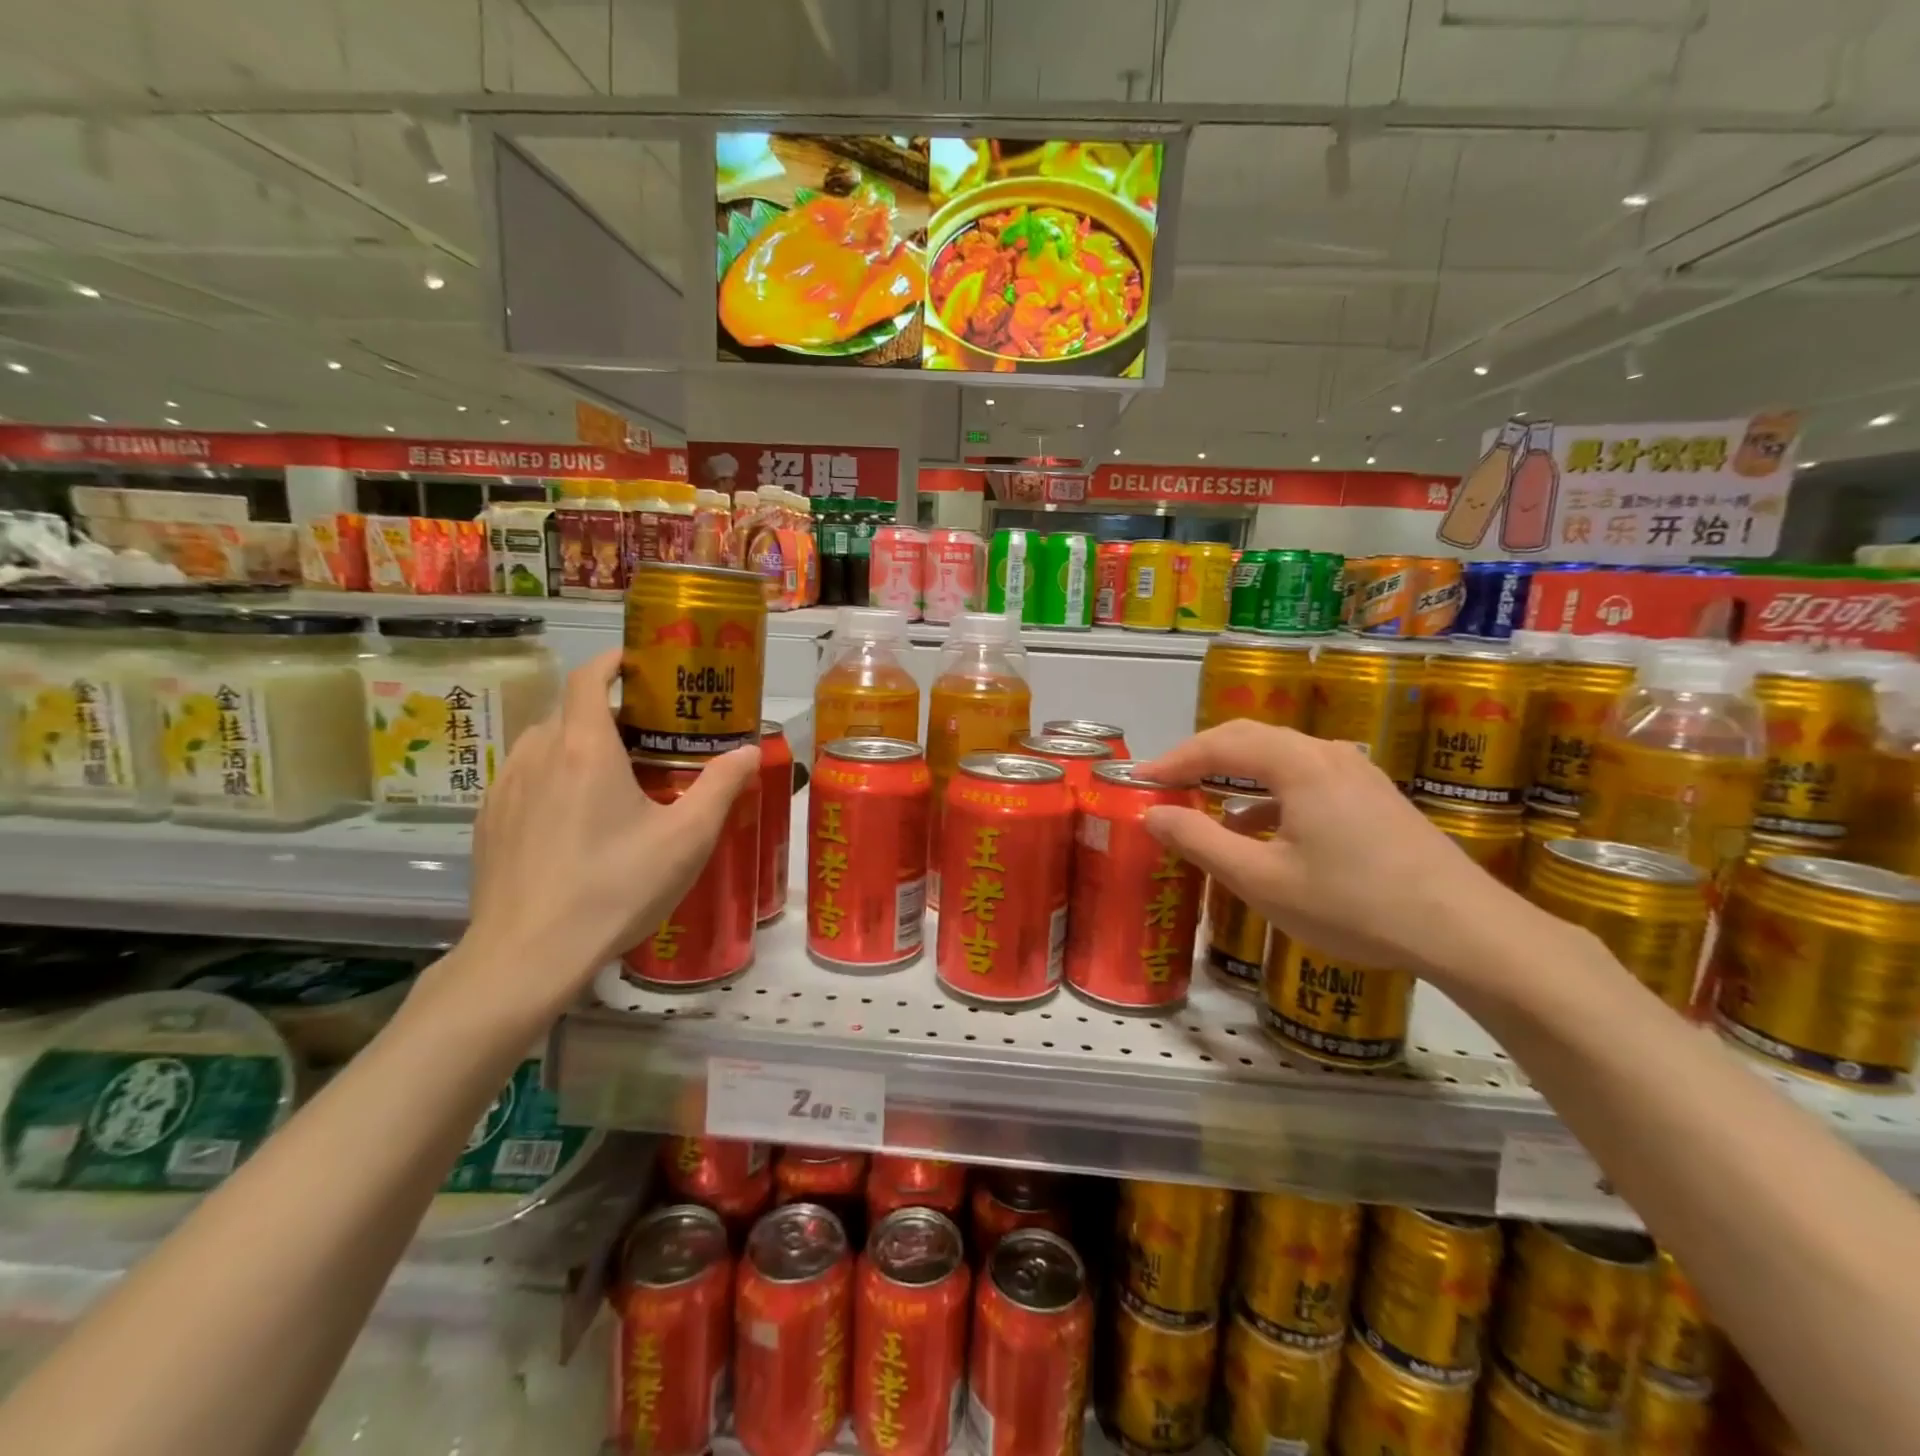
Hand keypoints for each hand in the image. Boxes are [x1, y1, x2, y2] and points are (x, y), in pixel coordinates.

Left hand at [439, 649, 759, 1026]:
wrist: (527, 956)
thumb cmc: (616, 888)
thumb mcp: (686, 839)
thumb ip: (721, 787)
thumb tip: (750, 751)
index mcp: (586, 749)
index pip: (589, 678)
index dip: (613, 662)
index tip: (640, 665)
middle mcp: (538, 755)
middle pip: (570, 711)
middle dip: (608, 713)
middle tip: (647, 738)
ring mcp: (505, 789)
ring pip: (543, 744)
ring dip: (577, 745)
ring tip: (611, 779)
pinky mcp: (489, 822)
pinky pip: (523, 778)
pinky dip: (551, 777)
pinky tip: (573, 820)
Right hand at [1136, 721, 1532, 985]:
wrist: (1465, 931)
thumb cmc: (1353, 904)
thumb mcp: (1262, 880)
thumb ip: (1200, 841)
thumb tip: (1151, 813)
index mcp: (1297, 764)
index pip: (1218, 744)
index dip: (1172, 760)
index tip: (1137, 782)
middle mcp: (1327, 754)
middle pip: (1250, 739)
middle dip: (1201, 759)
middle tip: (1164, 785)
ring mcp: (1357, 773)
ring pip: (1280, 758)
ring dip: (1235, 776)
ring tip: (1204, 805)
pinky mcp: (1374, 797)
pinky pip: (1306, 779)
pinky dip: (1269, 794)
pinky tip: (1261, 831)